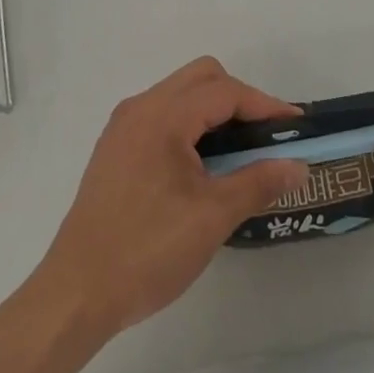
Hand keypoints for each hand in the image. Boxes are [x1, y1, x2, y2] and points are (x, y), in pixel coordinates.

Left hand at [34, 57, 308, 334]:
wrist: (75, 295)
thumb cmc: (147, 251)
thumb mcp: (212, 217)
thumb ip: (258, 182)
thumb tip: (297, 166)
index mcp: (163, 116)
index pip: (224, 92)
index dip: (264, 105)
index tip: (295, 125)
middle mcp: (140, 108)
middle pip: (201, 78)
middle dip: (239, 98)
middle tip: (265, 135)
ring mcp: (123, 127)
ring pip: (180, 94)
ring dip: (213, 110)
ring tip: (239, 149)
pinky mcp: (115, 149)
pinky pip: (162, 115)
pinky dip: (190, 124)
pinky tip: (202, 163)